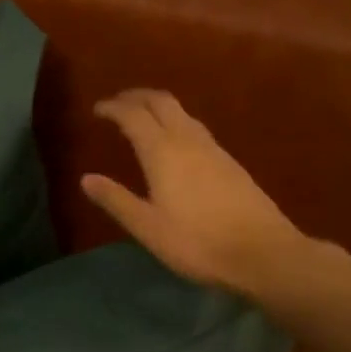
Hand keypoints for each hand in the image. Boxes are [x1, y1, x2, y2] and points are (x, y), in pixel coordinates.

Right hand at [82, 89, 308, 297]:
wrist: (264, 254)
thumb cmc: (197, 242)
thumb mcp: (147, 227)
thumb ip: (116, 200)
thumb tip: (86, 179)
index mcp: (163, 152)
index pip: (133, 115)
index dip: (113, 108)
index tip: (96, 110)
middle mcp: (188, 141)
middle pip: (161, 102)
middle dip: (136, 97)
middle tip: (117, 103)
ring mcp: (213, 149)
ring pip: (182, 113)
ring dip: (158, 107)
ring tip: (141, 118)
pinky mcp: (230, 162)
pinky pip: (195, 128)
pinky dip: (175, 122)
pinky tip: (174, 143)